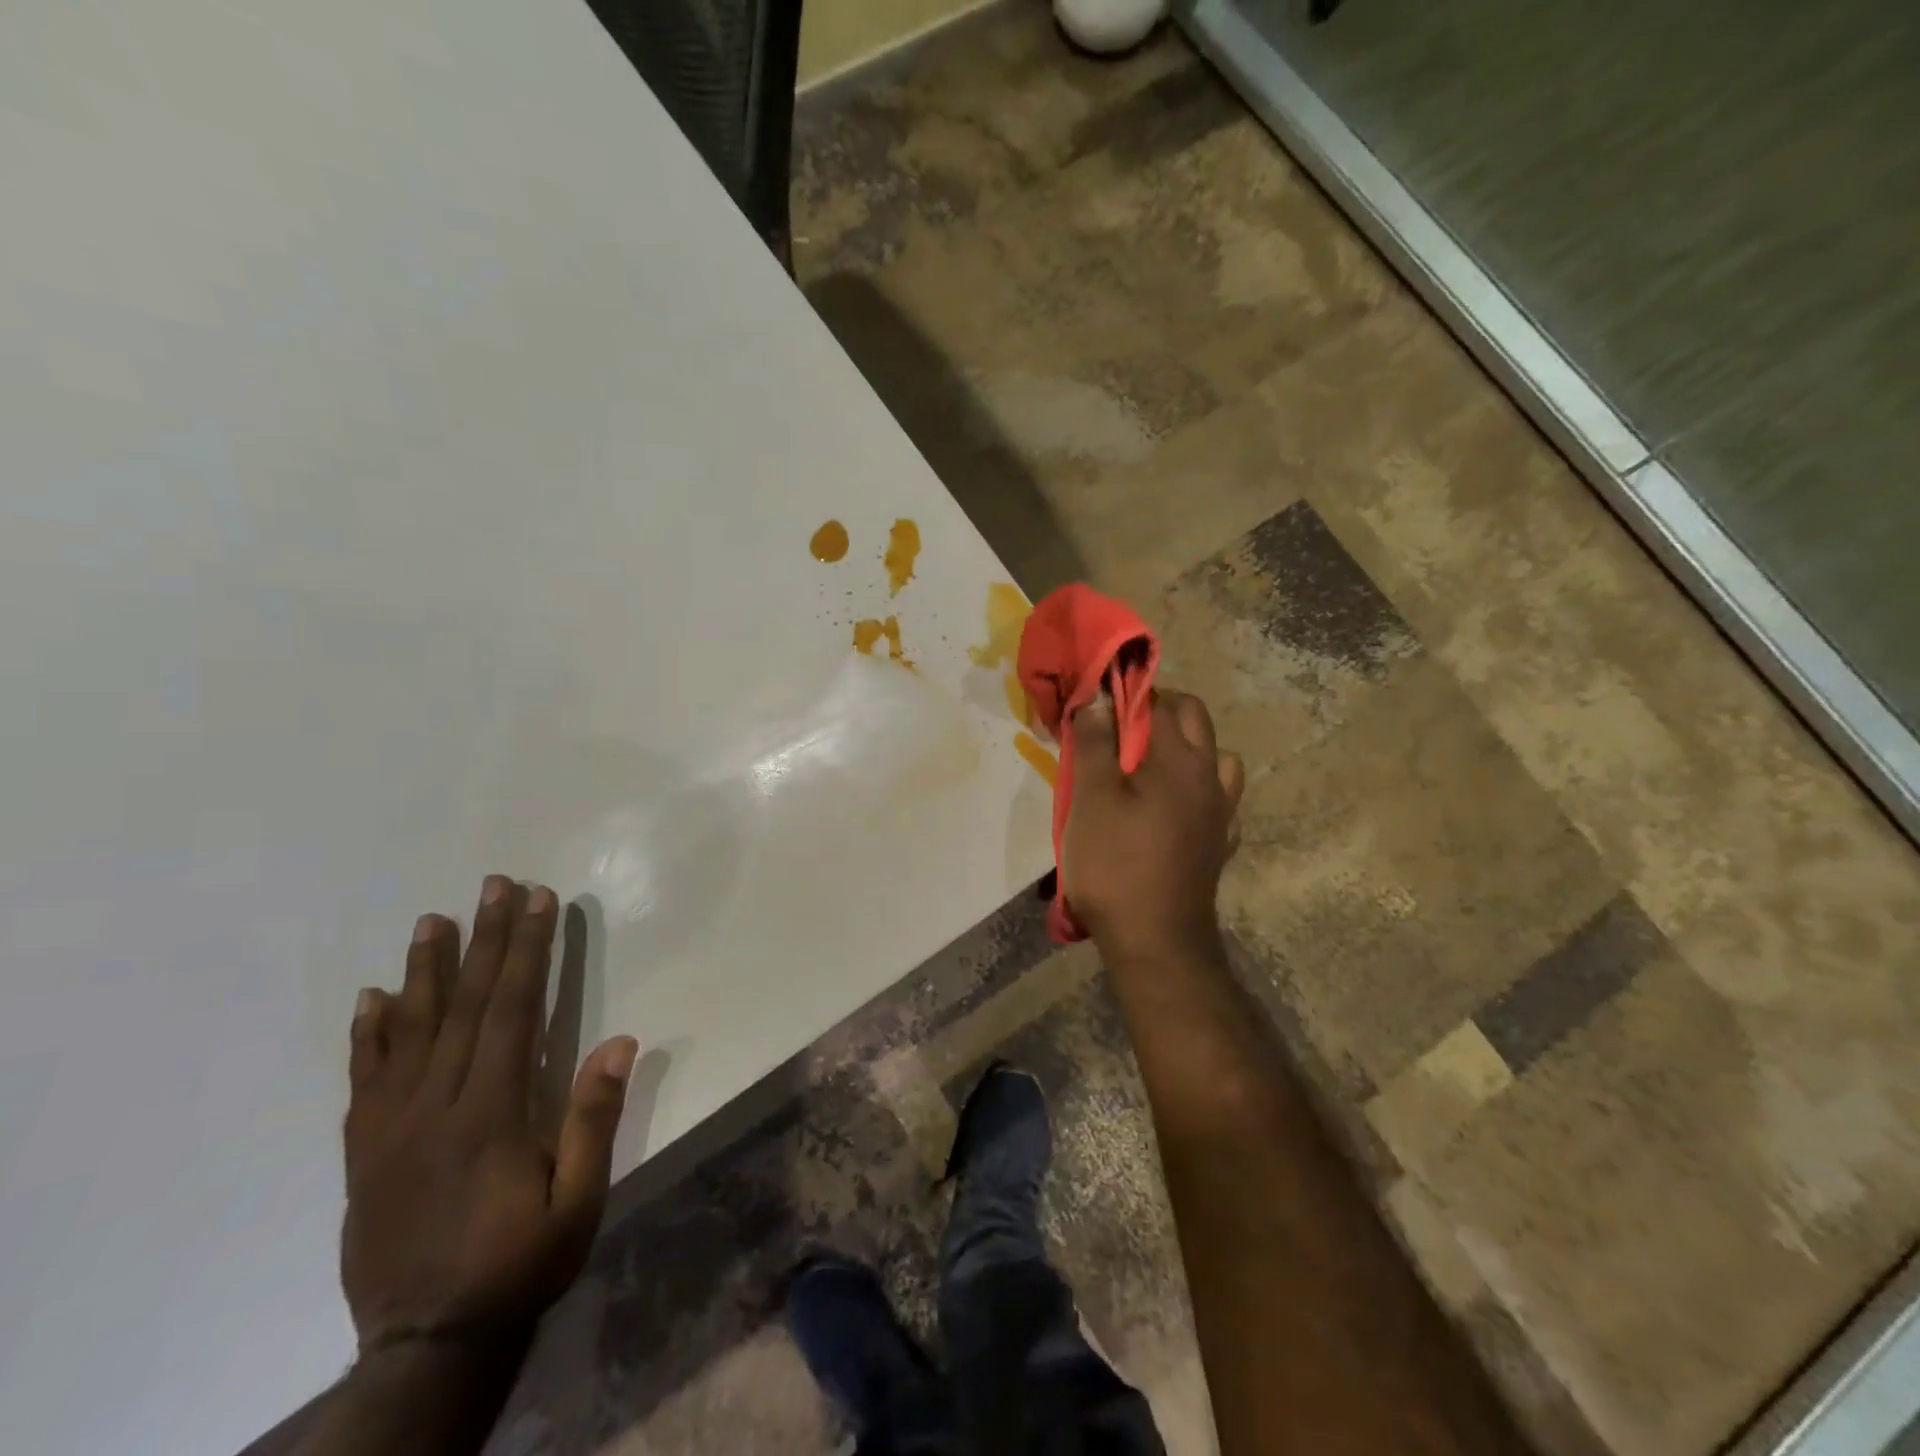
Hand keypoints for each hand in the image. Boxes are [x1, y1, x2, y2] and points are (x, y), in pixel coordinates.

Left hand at [341, 876, 638, 1356]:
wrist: (427, 1346)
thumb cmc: (520, 1264)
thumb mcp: (578, 1201)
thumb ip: (592, 1120)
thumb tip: (618, 1041)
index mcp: (491, 1113)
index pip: (513, 1011)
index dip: (528, 951)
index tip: (539, 901)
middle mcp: (435, 1107)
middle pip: (464, 1006)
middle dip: (485, 939)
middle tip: (494, 884)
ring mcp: (391, 1128)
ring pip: (409, 1031)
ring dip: (424, 969)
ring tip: (432, 919)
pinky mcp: (364, 1152)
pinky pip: (364, 1080)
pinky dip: (369, 1034)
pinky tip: (372, 998)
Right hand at [1062, 690, 1243, 957]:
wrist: (1156, 941)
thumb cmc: (1115, 864)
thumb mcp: (1091, 799)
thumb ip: (1094, 744)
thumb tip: (1097, 697)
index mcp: (1178, 759)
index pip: (1157, 701)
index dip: (1125, 694)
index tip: (1097, 704)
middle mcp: (1208, 776)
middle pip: (1194, 719)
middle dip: (1159, 710)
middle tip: (1118, 729)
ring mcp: (1221, 812)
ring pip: (1218, 758)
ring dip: (1189, 748)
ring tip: (1153, 766)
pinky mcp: (1220, 844)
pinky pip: (1220, 801)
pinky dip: (1201, 791)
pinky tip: (1177, 808)